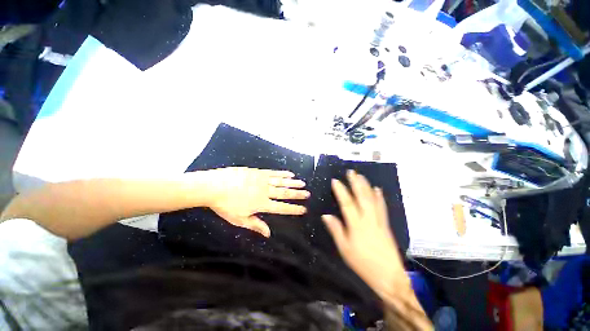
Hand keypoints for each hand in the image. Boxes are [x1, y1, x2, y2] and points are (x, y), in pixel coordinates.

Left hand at [203, 167, 309, 236]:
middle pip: (285, 193)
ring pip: (282, 182)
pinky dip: (282, 174)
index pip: (282, 208)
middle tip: (308, 194)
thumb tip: (268, 234)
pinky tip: (290, 173)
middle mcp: (265, 192)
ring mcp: (262, 180)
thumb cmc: (225, 205)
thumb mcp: (239, 219)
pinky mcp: (258, 172)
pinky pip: (273, 173)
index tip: (304, 209)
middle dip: (297, 195)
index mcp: (262, 204)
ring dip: (293, 183)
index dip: (294, 209)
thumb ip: (255, 225)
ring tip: (303, 183)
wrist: (214, 186)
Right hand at [322, 170, 408, 297]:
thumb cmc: (363, 263)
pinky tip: (377, 189)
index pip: (347, 203)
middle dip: (355, 183)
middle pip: (361, 197)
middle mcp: (368, 219)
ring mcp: (379, 220)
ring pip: (372, 199)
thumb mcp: (345, 249)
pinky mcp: (386, 224)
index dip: (341, 191)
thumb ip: (336, 230)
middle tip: (351, 172)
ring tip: (361, 176)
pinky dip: (379, 197)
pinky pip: (382, 207)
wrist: (389, 275)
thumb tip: (326, 215)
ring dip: (366, 186)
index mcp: (356, 225)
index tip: (336, 180)